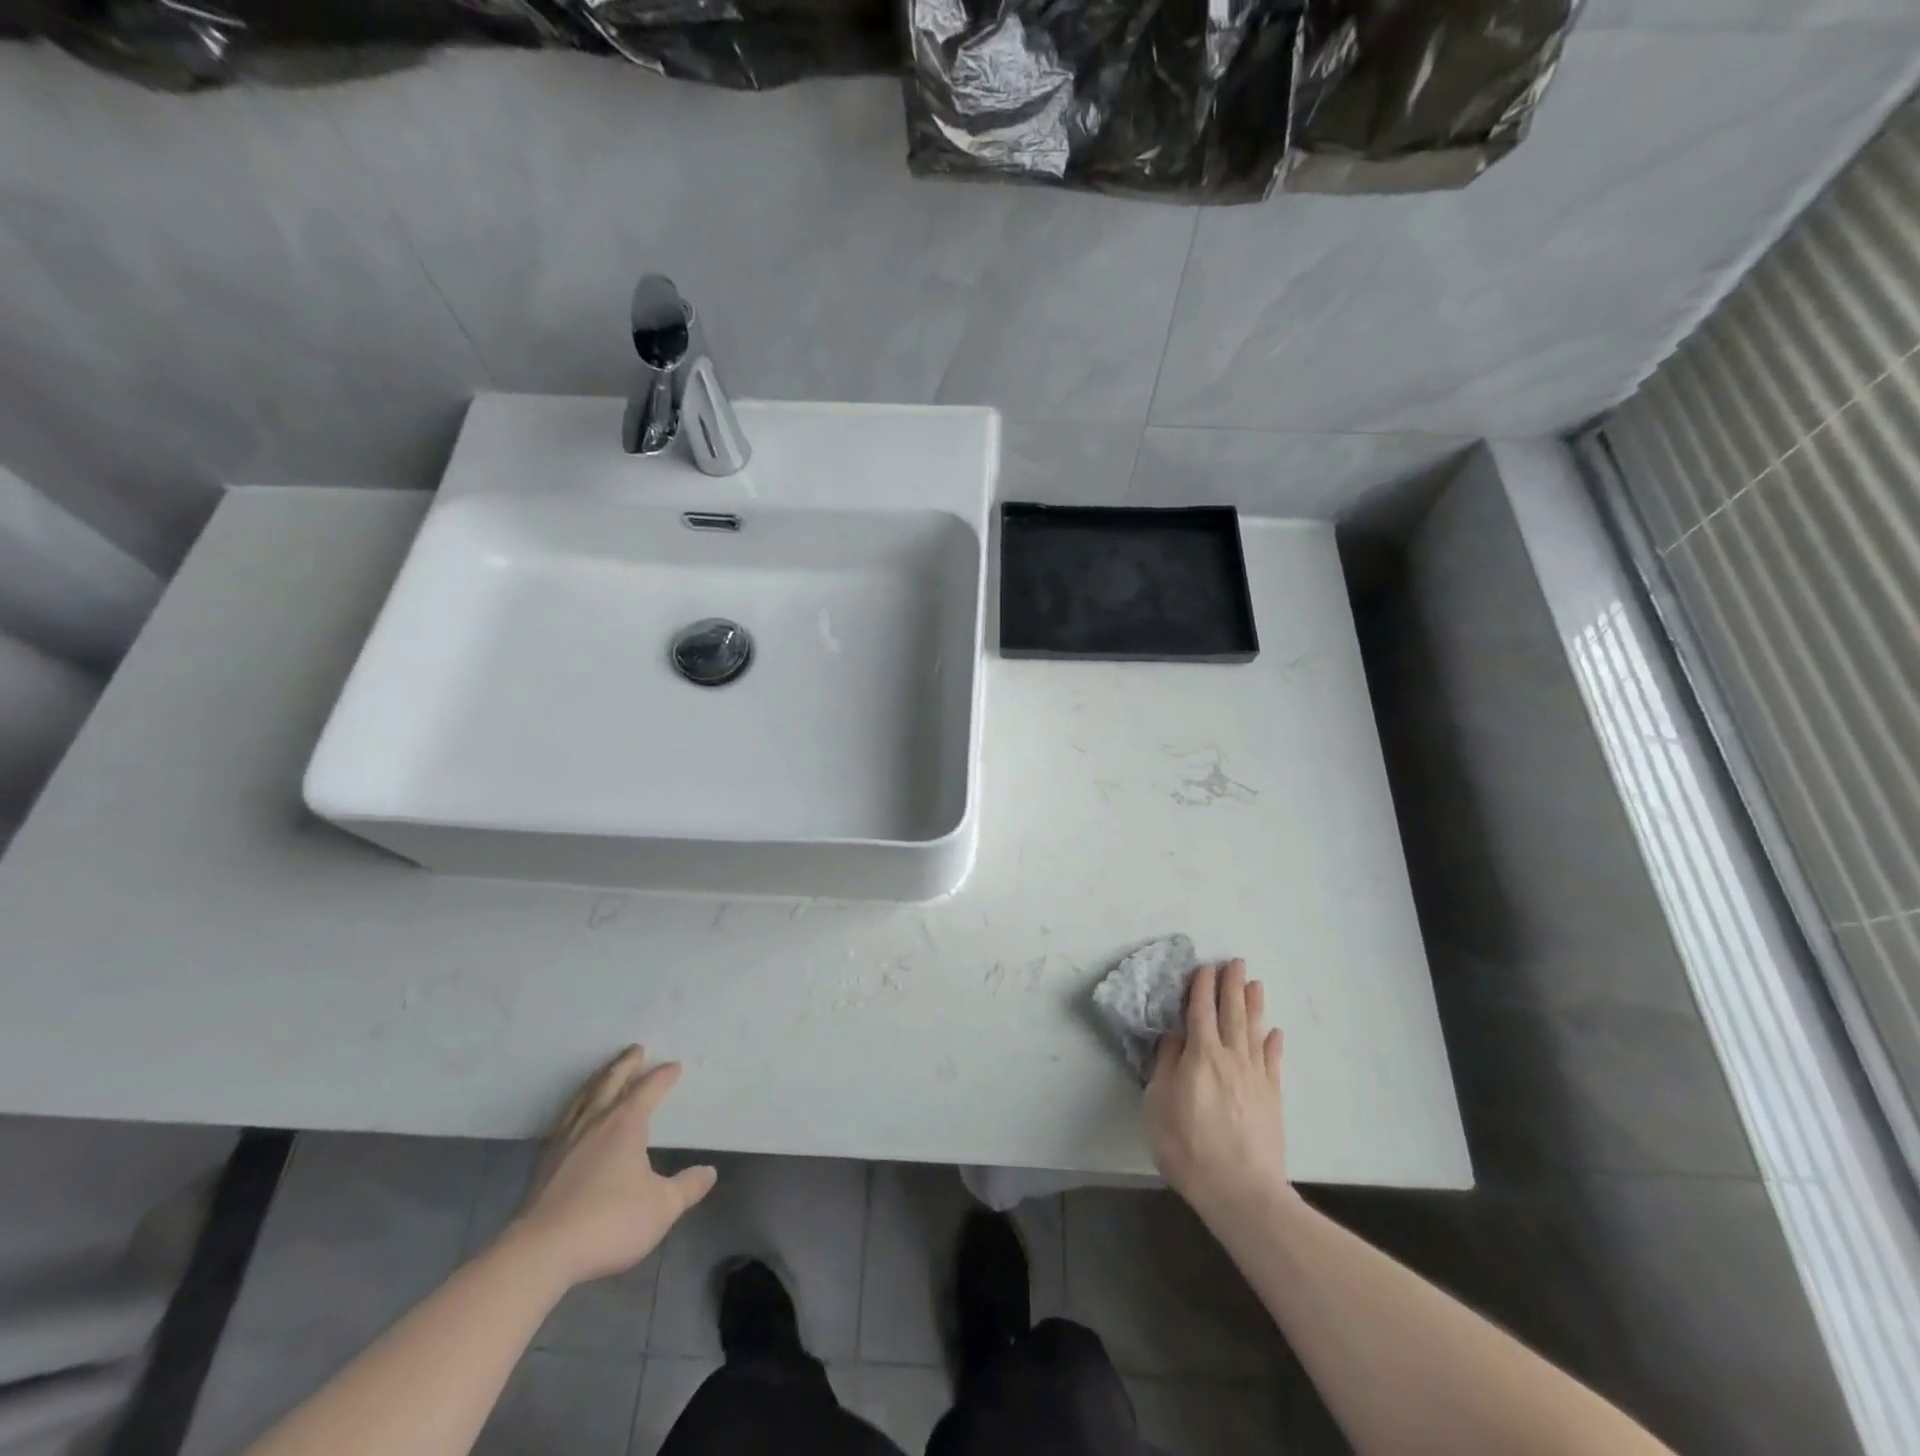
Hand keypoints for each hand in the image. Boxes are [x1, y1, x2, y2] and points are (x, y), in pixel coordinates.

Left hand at [505, 1046, 717, 1288]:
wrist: (540, 1253)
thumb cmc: (608, 1221)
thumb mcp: (661, 1207)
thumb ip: (687, 1187)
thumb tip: (709, 1172)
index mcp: (626, 1123)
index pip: (649, 1088)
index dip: (663, 1076)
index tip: (675, 1066)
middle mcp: (595, 1121)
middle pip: (611, 1081)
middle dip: (626, 1063)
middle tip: (636, 1049)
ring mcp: (566, 1140)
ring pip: (585, 1097)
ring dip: (599, 1079)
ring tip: (606, 1072)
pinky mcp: (545, 1162)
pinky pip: (566, 1118)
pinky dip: (577, 1105)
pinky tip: (576, 1116)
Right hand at [1144, 961, 1290, 1222]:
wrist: (1241, 1191)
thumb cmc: (1188, 1146)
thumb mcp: (1158, 1104)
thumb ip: (1166, 1066)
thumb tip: (1174, 1037)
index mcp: (1200, 1055)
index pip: (1200, 1011)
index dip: (1201, 987)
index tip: (1203, 967)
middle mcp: (1231, 1057)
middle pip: (1231, 1013)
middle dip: (1231, 985)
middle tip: (1235, 961)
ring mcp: (1255, 1077)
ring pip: (1254, 1031)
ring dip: (1254, 1005)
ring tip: (1255, 983)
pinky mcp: (1272, 1098)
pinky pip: (1273, 1062)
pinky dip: (1273, 1044)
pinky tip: (1275, 1032)